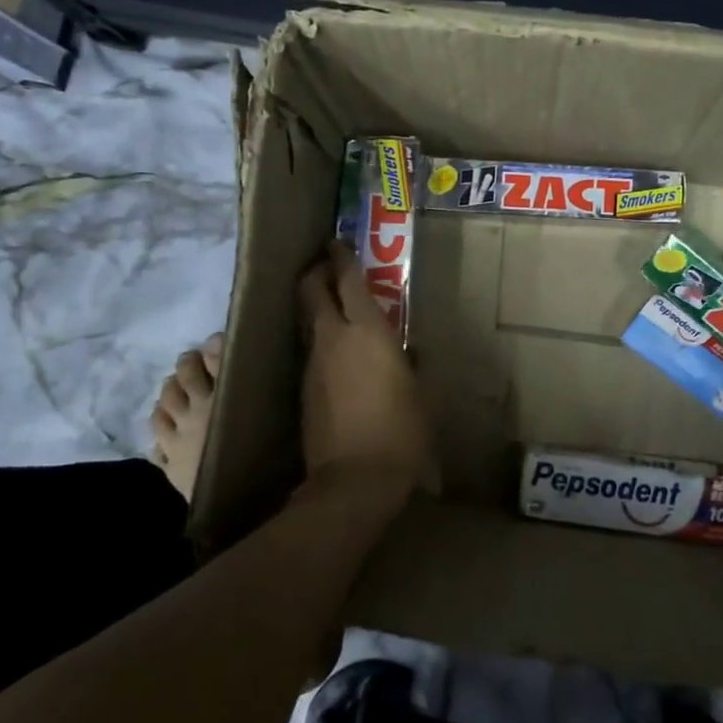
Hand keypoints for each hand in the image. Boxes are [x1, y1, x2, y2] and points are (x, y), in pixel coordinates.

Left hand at [295, 242, 438, 507]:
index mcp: (368, 333)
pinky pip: (309, 349)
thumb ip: (409, 363)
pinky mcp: (303, 388)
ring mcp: (313, 363)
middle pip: (313, 291)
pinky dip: (317, 337)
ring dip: (315, 305)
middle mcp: (334, 339)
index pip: (349, 281)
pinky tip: (331, 349)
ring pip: (307, 319)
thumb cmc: (401, 432)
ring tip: (329, 302)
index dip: (342, 258)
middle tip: (325, 265)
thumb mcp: (419, 393)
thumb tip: (405, 349)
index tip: (337, 242)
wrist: (354, 480)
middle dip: (316, 272)